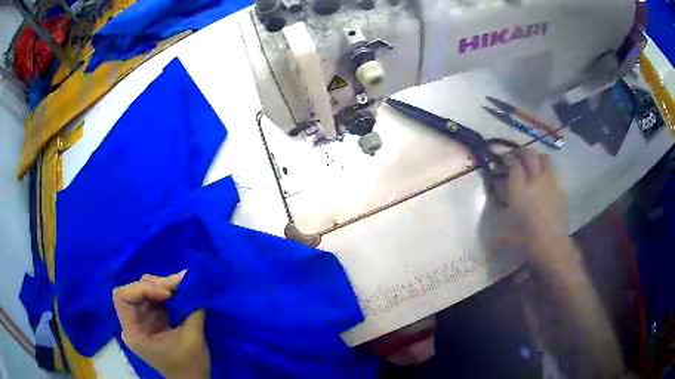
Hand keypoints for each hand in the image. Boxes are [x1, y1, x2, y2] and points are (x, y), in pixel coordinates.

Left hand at [112, 272, 209, 378]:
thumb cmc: (190, 366)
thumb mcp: (193, 340)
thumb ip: (193, 311)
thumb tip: (197, 284)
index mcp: (134, 332)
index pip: (122, 296)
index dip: (141, 289)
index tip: (167, 294)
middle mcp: (133, 323)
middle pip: (134, 290)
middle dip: (156, 284)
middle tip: (180, 283)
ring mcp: (142, 320)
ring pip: (145, 291)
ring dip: (163, 285)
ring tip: (183, 284)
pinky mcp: (152, 320)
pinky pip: (155, 298)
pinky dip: (168, 292)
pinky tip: (180, 291)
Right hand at [507, 149, 572, 267]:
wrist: (552, 246)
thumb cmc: (527, 241)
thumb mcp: (506, 234)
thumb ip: (499, 221)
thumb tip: (493, 221)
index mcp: (519, 189)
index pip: (514, 165)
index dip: (509, 160)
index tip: (505, 162)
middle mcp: (534, 180)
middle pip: (530, 154)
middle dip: (523, 153)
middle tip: (519, 158)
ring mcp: (550, 183)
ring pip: (545, 159)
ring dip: (539, 159)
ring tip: (536, 166)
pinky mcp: (562, 189)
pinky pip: (556, 174)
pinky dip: (551, 173)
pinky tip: (549, 182)